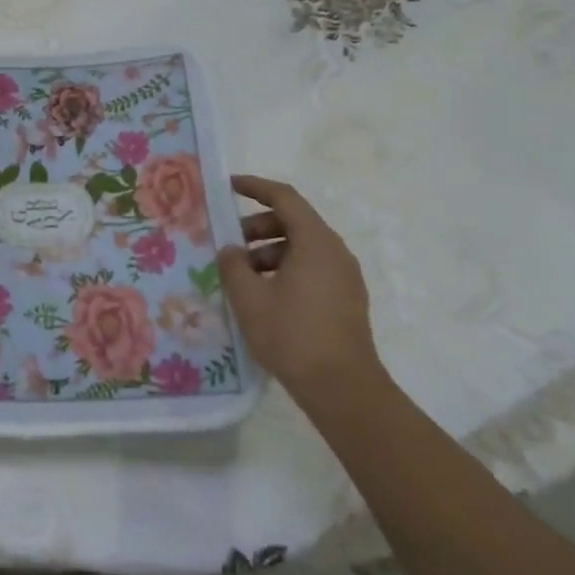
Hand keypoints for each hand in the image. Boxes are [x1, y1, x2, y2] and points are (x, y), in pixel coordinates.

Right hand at [218, 175, 380, 398]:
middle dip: (257, 226)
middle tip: (229, 244)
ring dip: (269, 252)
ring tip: (242, 276)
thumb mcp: (250, 298)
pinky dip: (285, 269)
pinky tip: (264, 295)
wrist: (342, 387)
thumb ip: (233, 265)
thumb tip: (231, 250)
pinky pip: (312, 268)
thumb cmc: (292, 335)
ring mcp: (344, 276)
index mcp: (315, 242)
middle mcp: (335, 252)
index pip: (285, 198)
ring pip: (302, 247)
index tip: (228, 186)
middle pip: (294, 222)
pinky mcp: (345, 299)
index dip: (255, 187)